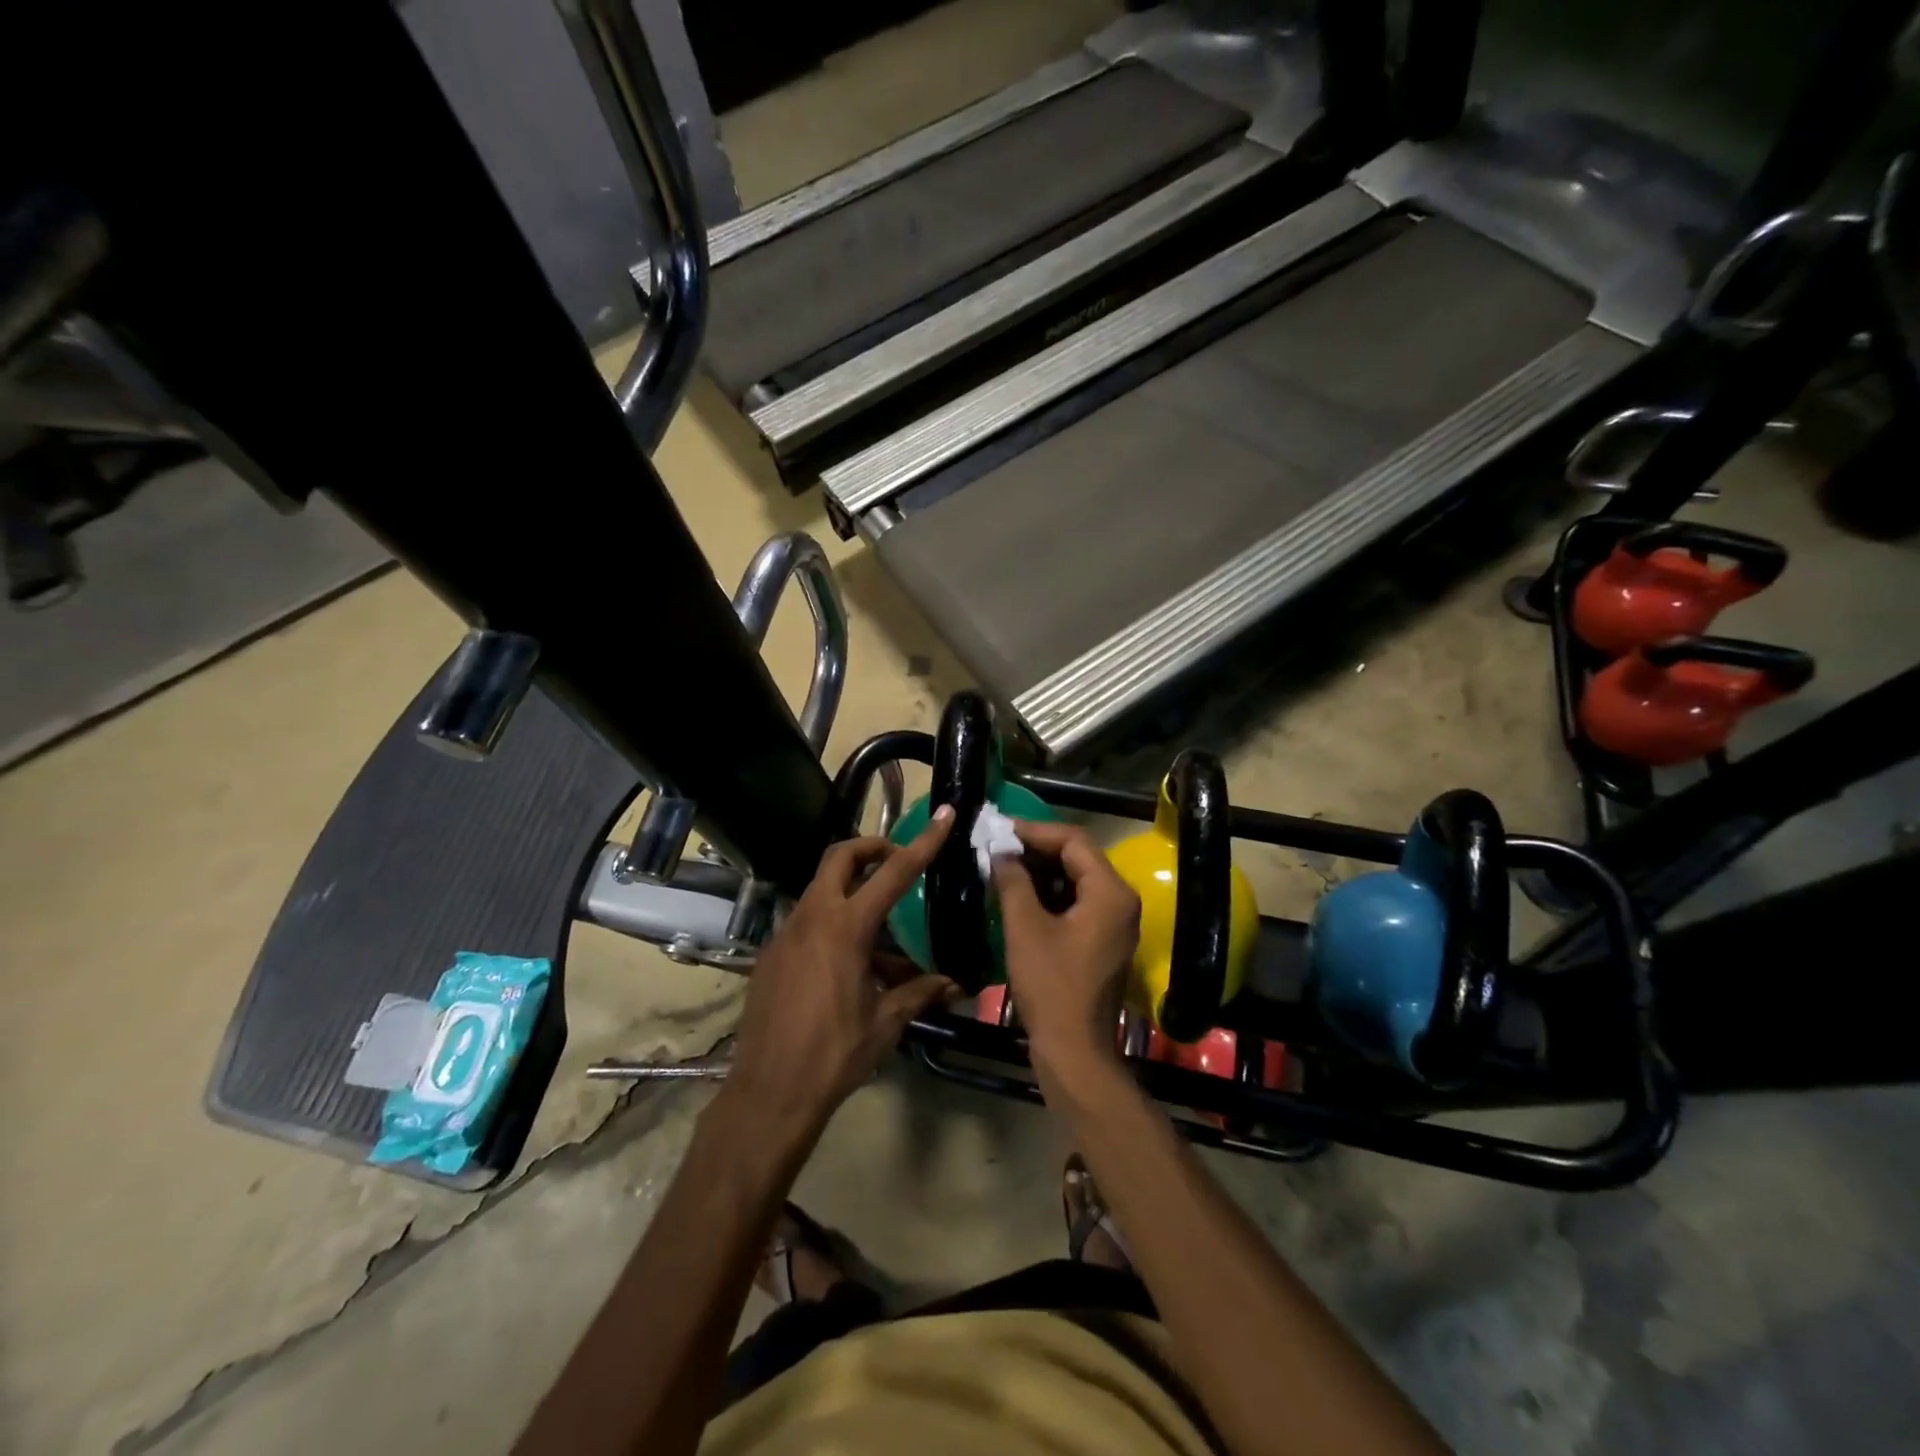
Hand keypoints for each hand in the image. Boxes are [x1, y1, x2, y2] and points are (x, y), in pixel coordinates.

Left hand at [724, 807, 956, 1137]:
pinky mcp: (771, 953)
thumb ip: (919, 993)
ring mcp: (786, 933)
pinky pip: (807, 923)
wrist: (768, 1093)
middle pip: (840, 857)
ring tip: (882, 935)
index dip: (922, 842)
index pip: (893, 872)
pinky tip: (849, 965)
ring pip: (822, 889)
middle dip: (871, 848)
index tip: (942, 815)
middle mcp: (812, 918)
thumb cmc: (834, 1055)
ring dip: (852, 892)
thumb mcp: (885, 1022)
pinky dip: (832, 924)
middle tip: (897, 861)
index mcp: (846, 928)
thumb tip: (954, 984)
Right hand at [992, 820, 1139, 1084]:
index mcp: (1111, 892)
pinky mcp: (1102, 940)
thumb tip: (1000, 851)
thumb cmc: (1051, 986)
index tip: (999, 829)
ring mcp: (1114, 922)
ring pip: (1076, 879)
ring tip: (1002, 866)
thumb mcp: (1025, 928)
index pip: (1074, 840)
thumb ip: (1013, 881)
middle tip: (997, 846)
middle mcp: (1121, 901)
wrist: (1074, 1051)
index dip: (1034, 831)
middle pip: (1078, 857)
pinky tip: (1018, 894)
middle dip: (1036, 849)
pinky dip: (1048, 894)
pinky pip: (1077, 902)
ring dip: (1040, 871)